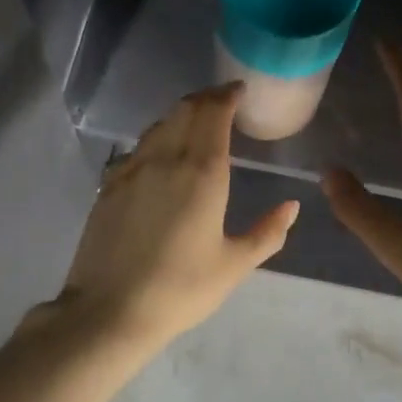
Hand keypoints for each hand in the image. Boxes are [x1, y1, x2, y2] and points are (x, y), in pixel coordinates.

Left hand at [56, 84, 299, 349]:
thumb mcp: (233, 266)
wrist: (109, 310)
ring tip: (196, 123)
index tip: (238, 90)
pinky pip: (138, 146)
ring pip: (159, 124)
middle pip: (185, 109)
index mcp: (202, 172)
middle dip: (206, 98)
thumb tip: (292, 206)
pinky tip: (162, 154)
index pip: (214, 113)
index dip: (227, 95)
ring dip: (181, 114)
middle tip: (222, 101)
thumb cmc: (180, 289)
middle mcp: (166, 158)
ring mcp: (132, 168)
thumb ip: (267, 232)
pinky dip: (157, 136)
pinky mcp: (109, 184)